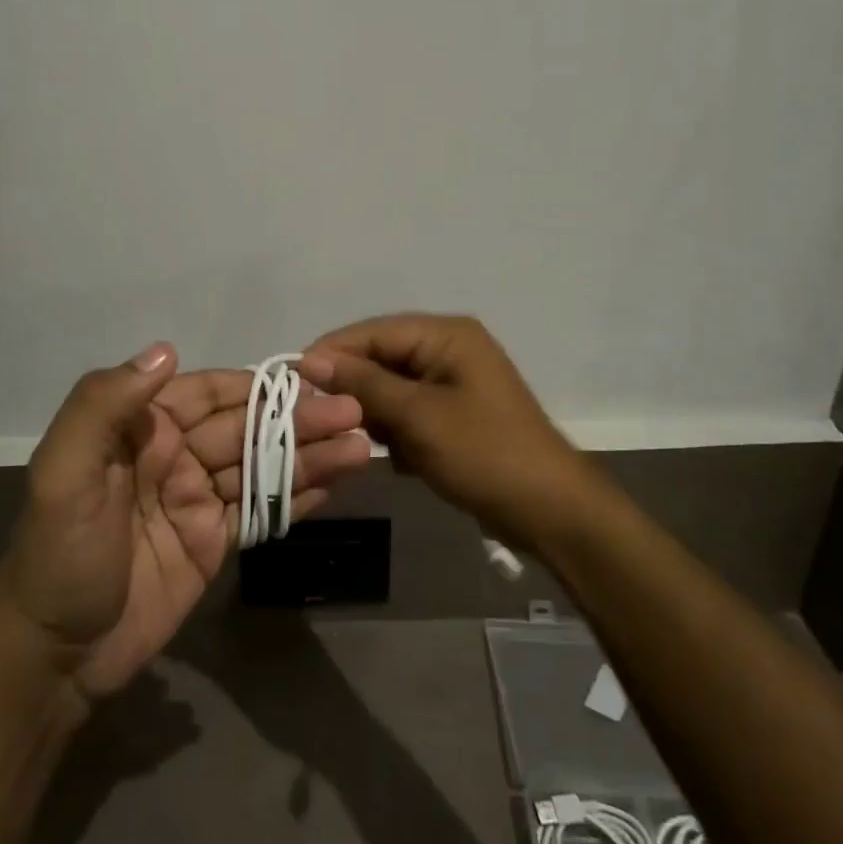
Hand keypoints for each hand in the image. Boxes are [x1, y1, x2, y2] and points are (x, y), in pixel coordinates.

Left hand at [0, 344, 370, 698]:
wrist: (54, 654)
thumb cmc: (59, 554)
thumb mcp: (63, 473)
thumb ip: (105, 405)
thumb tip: (167, 350)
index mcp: (142, 429)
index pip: (210, 393)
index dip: (258, 384)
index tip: (310, 377)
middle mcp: (174, 456)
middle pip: (246, 428)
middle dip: (298, 418)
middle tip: (355, 412)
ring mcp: (197, 500)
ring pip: (261, 467)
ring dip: (309, 455)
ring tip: (361, 446)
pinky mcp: (213, 543)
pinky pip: (260, 512)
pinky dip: (297, 497)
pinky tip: (336, 483)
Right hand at [298, 314, 583, 544]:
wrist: (550, 511)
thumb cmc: (485, 454)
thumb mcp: (417, 416)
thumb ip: (363, 383)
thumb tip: (309, 359)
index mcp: (445, 335)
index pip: (371, 331)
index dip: (331, 353)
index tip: (292, 381)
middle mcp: (447, 348)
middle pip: (380, 358)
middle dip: (353, 389)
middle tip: (321, 419)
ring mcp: (451, 382)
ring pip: (390, 388)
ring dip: (374, 415)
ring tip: (361, 443)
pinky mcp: (452, 413)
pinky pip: (407, 411)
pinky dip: (395, 431)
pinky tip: (396, 458)